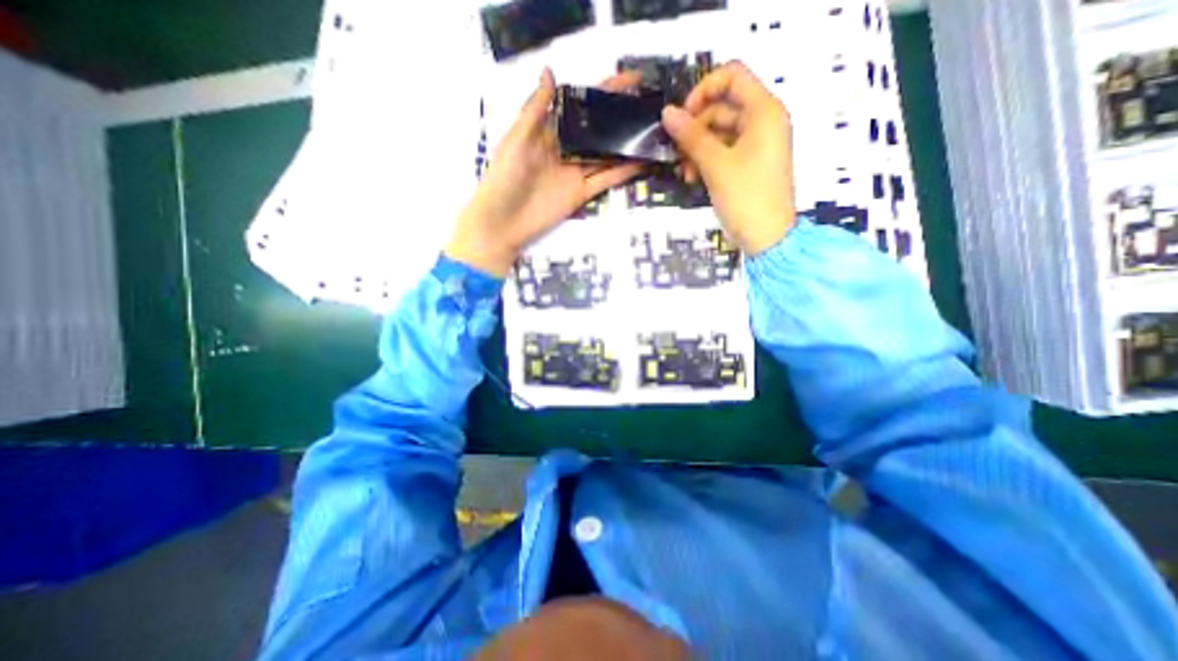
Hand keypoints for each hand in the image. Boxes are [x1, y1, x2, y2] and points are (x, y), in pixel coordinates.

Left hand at [444, 67, 643, 273]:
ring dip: (626, 144)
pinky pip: (605, 180)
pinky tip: (642, 162)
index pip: (581, 106)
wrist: (503, 222)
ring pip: (606, 155)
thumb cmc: (504, 177)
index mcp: (549, 132)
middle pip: (598, 129)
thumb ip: (536, 110)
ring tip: (652, 131)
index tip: (631, 80)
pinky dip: (623, 172)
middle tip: (649, 105)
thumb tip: (550, 72)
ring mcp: (575, 173)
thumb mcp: (516, 139)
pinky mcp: (581, 194)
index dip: (604, 92)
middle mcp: (566, 150)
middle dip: (621, 117)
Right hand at [659, 62, 796, 252]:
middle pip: (722, 107)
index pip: (732, 76)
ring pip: (719, 132)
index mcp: (764, 111)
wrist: (767, 238)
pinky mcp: (749, 163)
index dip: (703, 90)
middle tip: (676, 151)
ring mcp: (756, 144)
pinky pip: (723, 150)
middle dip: (695, 128)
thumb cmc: (746, 197)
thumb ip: (691, 136)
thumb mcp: (716, 165)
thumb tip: (666, 113)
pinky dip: (706, 160)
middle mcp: (763, 121)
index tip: (682, 116)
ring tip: (684, 171)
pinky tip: (692, 177)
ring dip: (697, 148)